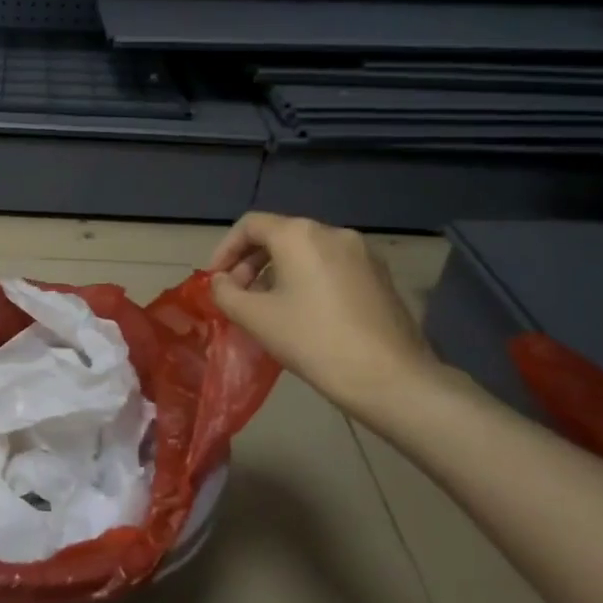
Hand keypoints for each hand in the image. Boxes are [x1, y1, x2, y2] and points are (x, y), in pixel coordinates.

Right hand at [209, 213, 443, 416]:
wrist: (388, 376)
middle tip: (238, 294)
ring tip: (267, 306)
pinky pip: (331, 266)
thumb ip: (225, 292)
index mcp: (300, 235)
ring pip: (307, 251)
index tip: (215, 279)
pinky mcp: (380, 276)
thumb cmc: (312, 340)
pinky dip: (307, 279)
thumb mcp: (255, 317)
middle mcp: (333, 233)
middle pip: (280, 235)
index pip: (250, 225)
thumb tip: (221, 281)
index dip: (225, 249)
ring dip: (278, 272)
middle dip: (251, 262)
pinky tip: (303, 313)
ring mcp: (362, 253)